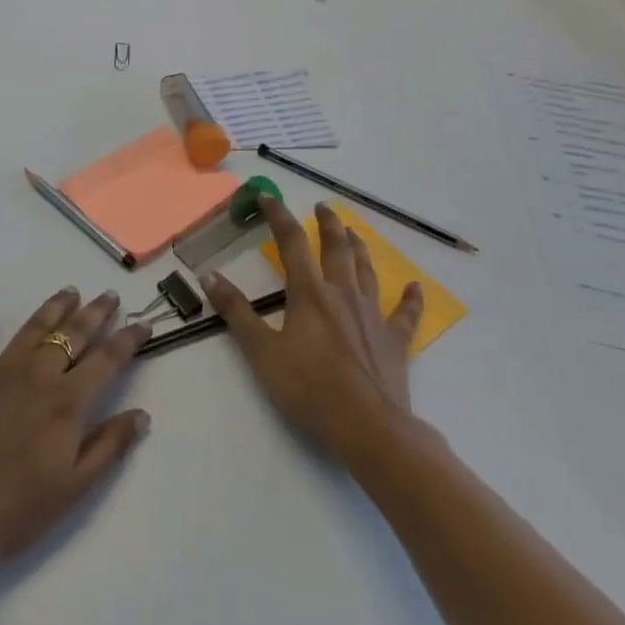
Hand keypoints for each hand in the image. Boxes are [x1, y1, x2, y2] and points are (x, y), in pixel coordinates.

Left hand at [0, 287, 151, 584]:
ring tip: (69, 291)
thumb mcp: (75, 488)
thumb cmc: (17, 511)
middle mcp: (38, 376)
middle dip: (95, 313)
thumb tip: (142, 414)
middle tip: (109, 295)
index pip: (107, 362)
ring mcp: (0, 371)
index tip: (143, 324)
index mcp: (68, 403)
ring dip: (54, 307)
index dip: (128, 341)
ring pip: (33, 328)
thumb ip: (109, 446)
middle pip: (73, 335)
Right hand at [204, 199, 423, 457]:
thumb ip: (236, 312)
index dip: (279, 216)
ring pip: (367, 271)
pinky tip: (415, 287)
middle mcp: (342, 294)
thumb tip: (208, 275)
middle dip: (328, 224)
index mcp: (309, 293)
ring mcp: (372, 316)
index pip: (292, 242)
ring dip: (359, 248)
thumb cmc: (308, 388)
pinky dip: (410, 299)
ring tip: (354, 232)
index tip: (268, 196)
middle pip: (336, 248)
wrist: (368, 427)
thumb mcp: (261, 351)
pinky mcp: (394, 341)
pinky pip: (405, 314)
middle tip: (323, 207)